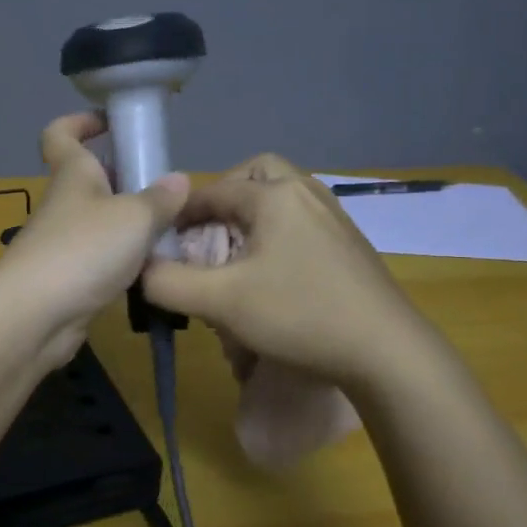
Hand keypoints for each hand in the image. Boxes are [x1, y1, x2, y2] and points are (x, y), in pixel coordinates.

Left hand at [0, 113, 189, 363]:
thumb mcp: (134, 218)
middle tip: (169, 190)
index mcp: (73, 174)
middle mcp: (65, 204)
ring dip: (132, 224)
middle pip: (92, 179)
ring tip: (175, 231)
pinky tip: (156, 270)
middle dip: (127, 178)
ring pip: (101, 222)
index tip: (111, 122)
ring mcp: (63, 243)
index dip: (80, 122)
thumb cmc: (83, 249)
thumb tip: (179, 180)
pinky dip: (126, 261)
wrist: (34, 316)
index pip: (61, 134)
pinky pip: (103, 259)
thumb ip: (160, 199)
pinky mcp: (69, 280)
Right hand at [142, 154, 431, 387]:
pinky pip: (301, 220)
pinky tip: (273, 273)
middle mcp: (306, 193)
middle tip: (207, 233)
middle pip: (256, 175)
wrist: (386, 351)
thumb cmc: (299, 314)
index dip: (180, 212)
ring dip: (253, 215)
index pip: (213, 190)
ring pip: (282, 197)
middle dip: (225, 197)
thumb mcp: (220, 303)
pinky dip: (277, 232)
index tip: (161, 240)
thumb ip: (168, 283)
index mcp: (274, 196)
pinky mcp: (349, 243)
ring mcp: (334, 217)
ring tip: (235, 254)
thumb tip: (140, 269)